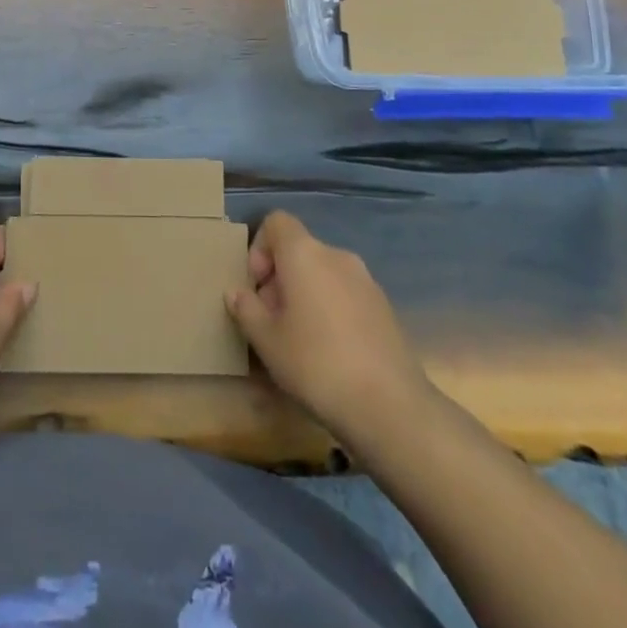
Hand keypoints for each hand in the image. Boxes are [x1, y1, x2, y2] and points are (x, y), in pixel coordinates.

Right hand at [227, 211, 432, 443]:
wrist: (390, 406)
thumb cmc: (316, 363)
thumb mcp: (266, 340)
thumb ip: (246, 309)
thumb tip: (236, 292)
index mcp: (304, 253)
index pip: (276, 221)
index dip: (259, 247)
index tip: (256, 287)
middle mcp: (336, 255)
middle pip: (299, 250)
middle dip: (279, 279)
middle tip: (271, 321)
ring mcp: (366, 281)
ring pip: (323, 274)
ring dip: (305, 295)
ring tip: (299, 341)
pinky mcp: (385, 308)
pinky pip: (345, 295)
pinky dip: (331, 310)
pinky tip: (330, 353)